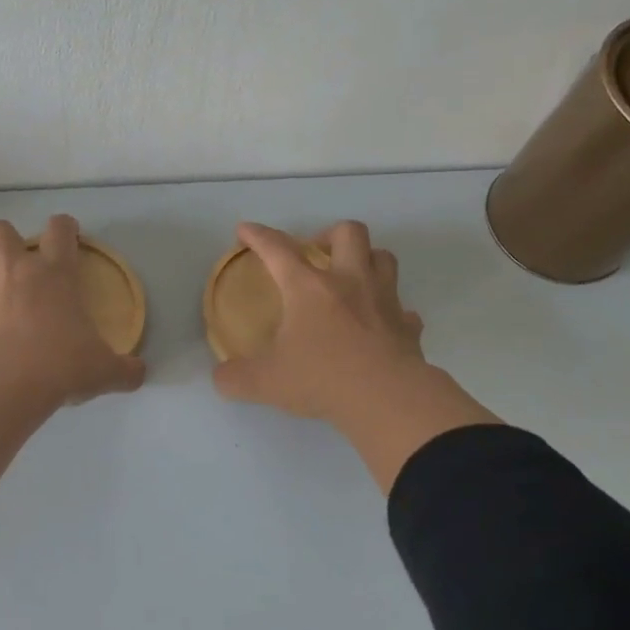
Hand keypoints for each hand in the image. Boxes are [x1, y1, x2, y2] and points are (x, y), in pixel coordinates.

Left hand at [0, 216, 145, 403]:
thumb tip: (140, 373)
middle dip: (7, 240)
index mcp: (55, 272)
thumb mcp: (103, 370)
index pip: (60, 229)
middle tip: (18, 264)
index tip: (68, 236)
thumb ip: (123, 369)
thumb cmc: (61, 364)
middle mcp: (14, 269)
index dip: (65, 228)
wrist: (3, 382)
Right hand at [212, 220, 498, 491]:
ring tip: (351, 279)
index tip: (245, 230)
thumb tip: (221, 376)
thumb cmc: (322, 379)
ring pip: (384, 259)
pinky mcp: (408, 327)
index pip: (278, 250)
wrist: (386, 399)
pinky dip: (392, 313)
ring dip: (367, 261)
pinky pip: (403, 310)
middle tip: (316, 254)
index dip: (258, 236)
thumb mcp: (264, 382)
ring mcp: (384, 302)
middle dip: (330, 234)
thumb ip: (235, 377)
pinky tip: (380, 326)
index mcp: (309, 289)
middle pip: (349, 233)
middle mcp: (349, 283)